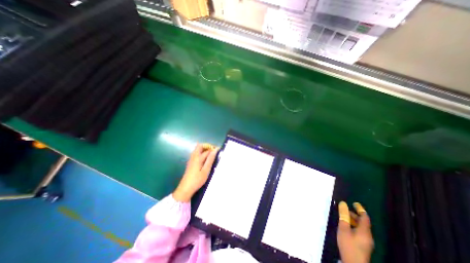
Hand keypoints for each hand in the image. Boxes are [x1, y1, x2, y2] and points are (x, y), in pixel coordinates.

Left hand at [172, 145, 217, 201]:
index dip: (213, 148)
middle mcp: (193, 157)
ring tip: (211, 154)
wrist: (185, 189)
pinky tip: (205, 159)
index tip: (219, 150)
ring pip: (197, 150)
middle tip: (213, 150)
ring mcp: (191, 159)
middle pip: (199, 146)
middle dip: (207, 146)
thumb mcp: (206, 170)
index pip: (207, 150)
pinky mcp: (190, 163)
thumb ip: (210, 159)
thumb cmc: (197, 180)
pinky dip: (201, 153)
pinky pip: (196, 154)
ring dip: (204, 149)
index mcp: (198, 158)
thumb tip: (215, 150)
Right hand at [338, 201, 374, 262]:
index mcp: (364, 231)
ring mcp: (366, 241)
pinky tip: (345, 227)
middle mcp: (368, 236)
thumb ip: (343, 216)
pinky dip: (353, 226)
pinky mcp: (363, 245)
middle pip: (363, 223)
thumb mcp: (343, 228)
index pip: (365, 217)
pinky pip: (359, 232)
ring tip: (343, 217)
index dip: (360, 209)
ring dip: (353, 221)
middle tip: (344, 210)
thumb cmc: (348, 245)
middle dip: (354, 215)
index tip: (354, 203)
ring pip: (361, 228)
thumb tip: (343, 203)